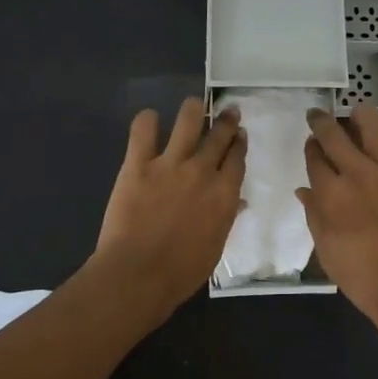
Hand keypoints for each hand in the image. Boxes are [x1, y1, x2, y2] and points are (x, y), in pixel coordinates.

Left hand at [93, 98, 245, 323]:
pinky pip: (143, 130)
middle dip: (225, 121)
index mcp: (224, 193)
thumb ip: (225, 218)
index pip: (237, 158)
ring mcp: (169, 164)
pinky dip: (147, 120)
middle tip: (227, 111)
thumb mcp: (215, 246)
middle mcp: (202, 171)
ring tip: (193, 105)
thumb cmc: (182, 271)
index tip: (239, 134)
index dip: (239, 143)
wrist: (139, 273)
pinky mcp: (138, 164)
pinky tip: (149, 119)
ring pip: (188, 121)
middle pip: (219, 135)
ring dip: (193, 109)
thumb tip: (236, 202)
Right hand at [297, 103, 377, 343]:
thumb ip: (314, 215)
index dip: (310, 148)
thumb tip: (305, 191)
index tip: (311, 146)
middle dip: (322, 121)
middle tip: (319, 116)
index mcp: (330, 193)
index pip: (314, 157)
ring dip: (362, 115)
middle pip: (334, 133)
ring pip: (373, 124)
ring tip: (358, 117)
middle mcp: (357, 173)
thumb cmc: (362, 277)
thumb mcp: (326, 250)